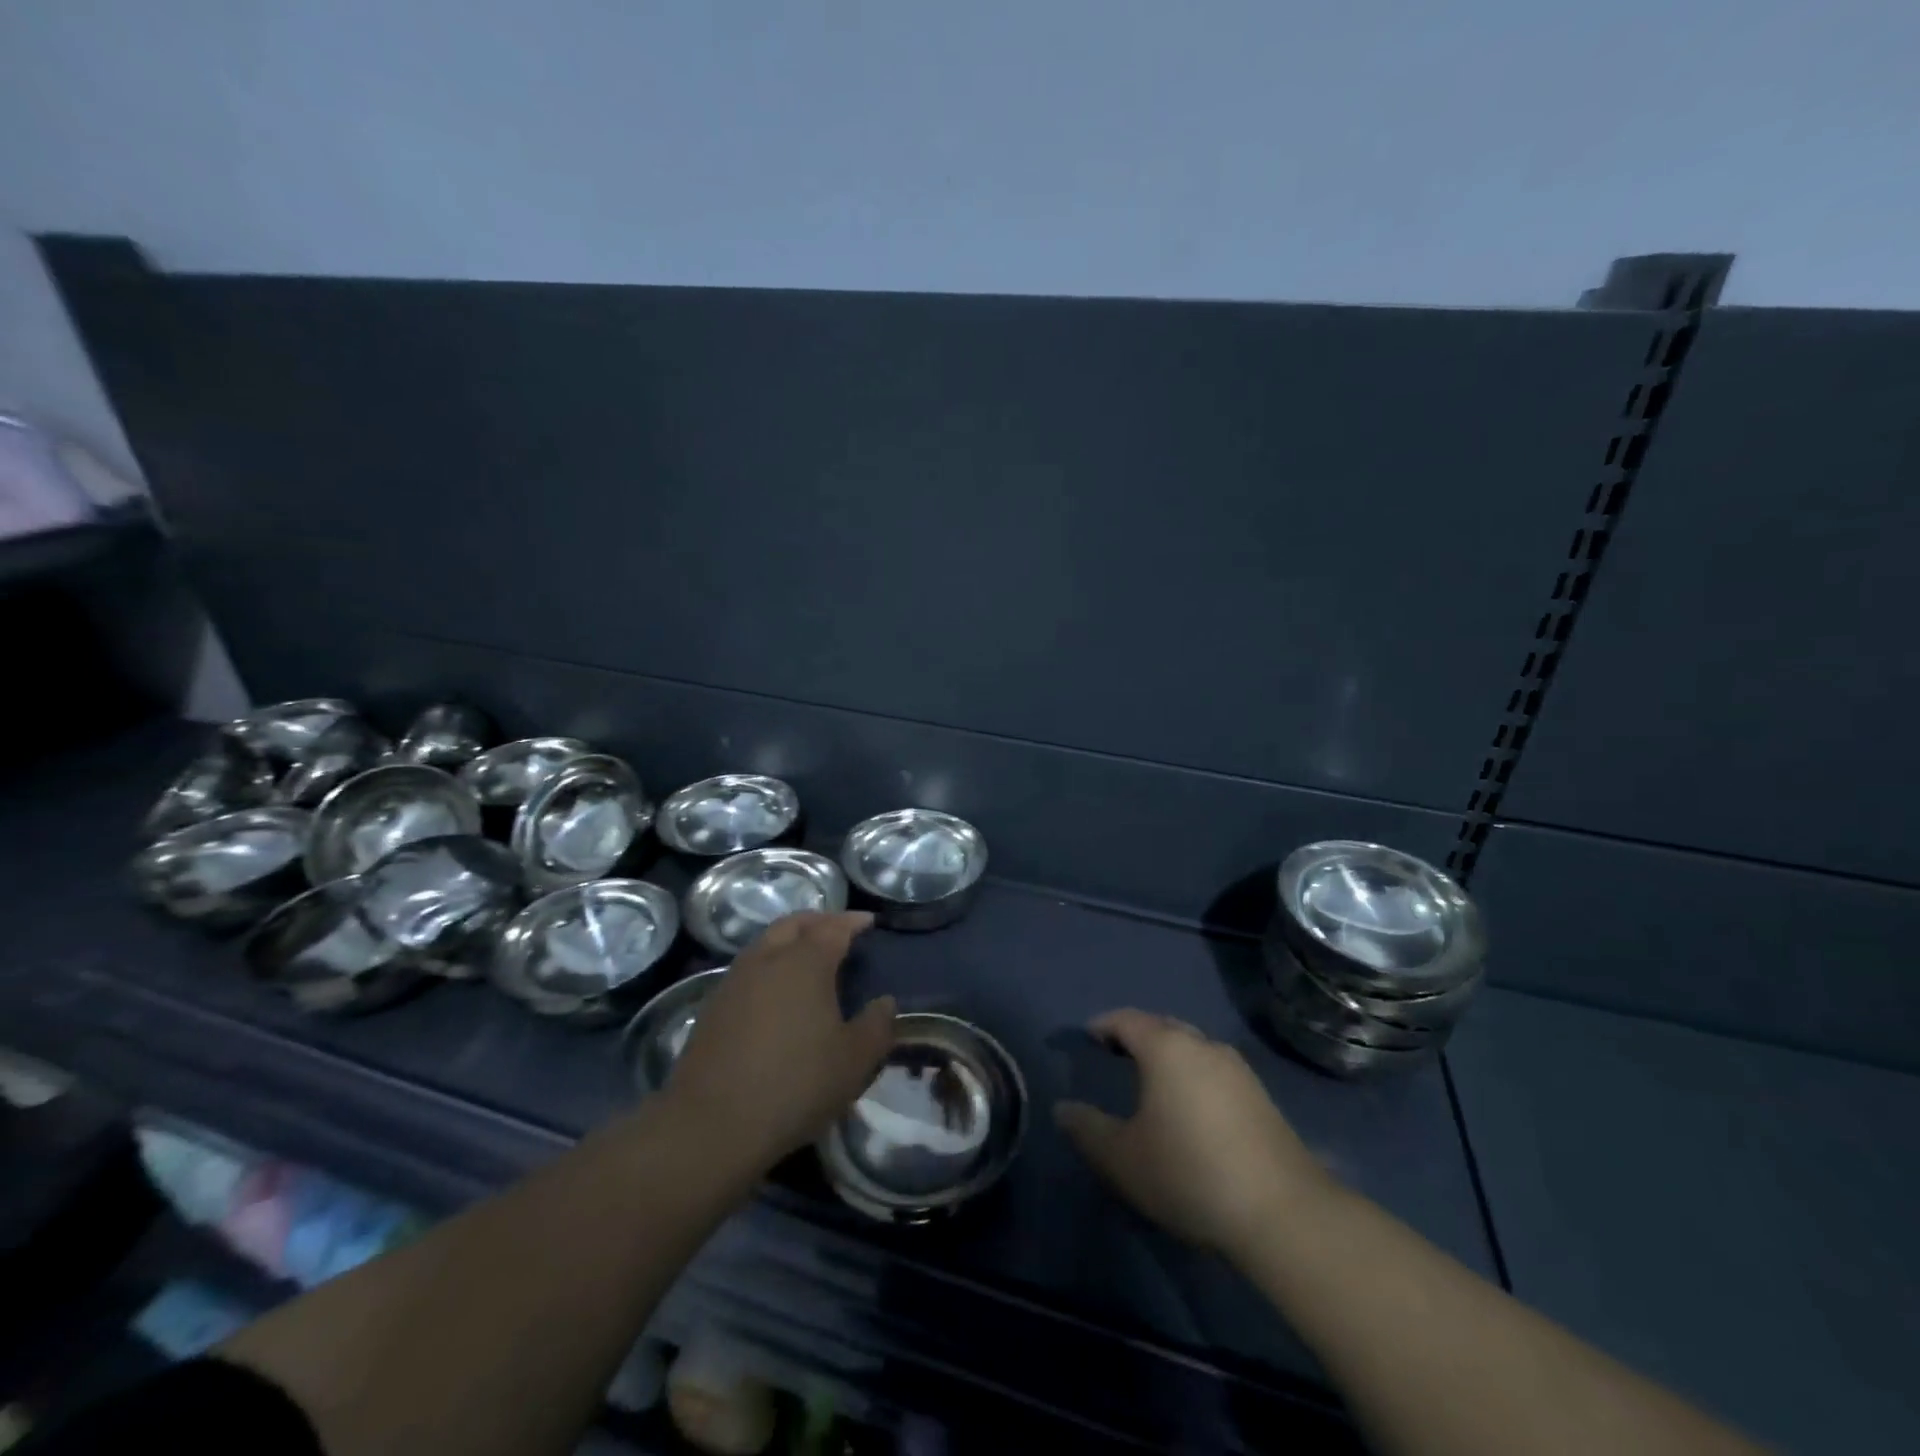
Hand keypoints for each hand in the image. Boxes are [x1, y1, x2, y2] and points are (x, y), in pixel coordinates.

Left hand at [665, 911, 895, 1164]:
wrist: (711, 1124)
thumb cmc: (795, 1085)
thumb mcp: (854, 1061)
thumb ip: (877, 1026)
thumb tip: (885, 1002)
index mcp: (805, 963)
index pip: (834, 927)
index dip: (853, 921)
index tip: (869, 922)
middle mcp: (768, 959)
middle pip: (793, 923)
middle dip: (819, 920)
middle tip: (838, 930)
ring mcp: (735, 981)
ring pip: (766, 942)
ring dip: (790, 940)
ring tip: (808, 958)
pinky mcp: (713, 1006)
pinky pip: (749, 968)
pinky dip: (769, 965)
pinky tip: (777, 992)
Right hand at [1054, 1010, 1333, 1258]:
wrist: (1282, 1213)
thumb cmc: (1189, 1173)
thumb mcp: (1123, 1158)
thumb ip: (1087, 1129)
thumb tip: (1062, 1108)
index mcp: (1166, 1048)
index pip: (1127, 1020)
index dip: (1103, 1025)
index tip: (1087, 1037)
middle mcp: (1202, 1045)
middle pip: (1162, 1026)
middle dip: (1136, 1035)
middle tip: (1115, 1054)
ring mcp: (1237, 1069)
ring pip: (1192, 1047)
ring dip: (1168, 1054)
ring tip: (1150, 1080)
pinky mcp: (1261, 1096)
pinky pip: (1213, 1069)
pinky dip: (1193, 1074)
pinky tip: (1190, 1106)